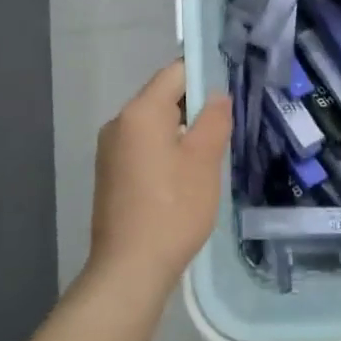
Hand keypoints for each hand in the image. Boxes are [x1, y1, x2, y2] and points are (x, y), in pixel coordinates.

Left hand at [88, 60, 232, 291]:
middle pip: (162, 97)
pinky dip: (166, 150)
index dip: (204, 74)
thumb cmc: (173, 209)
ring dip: (182, 131)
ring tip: (212, 152)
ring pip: (154, 125)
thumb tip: (217, 94)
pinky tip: (185, 176)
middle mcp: (118, 123)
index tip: (230, 89)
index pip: (175, 72)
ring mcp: (110, 150)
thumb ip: (214, 119)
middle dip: (195, 106)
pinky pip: (143, 147)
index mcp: (140, 112)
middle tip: (227, 124)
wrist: (129, 268)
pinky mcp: (110, 175)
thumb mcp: (204, 160)